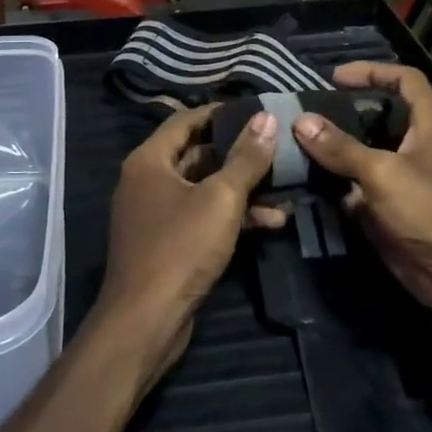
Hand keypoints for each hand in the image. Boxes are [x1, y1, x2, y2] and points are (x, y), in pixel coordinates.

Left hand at [101, 106, 279, 384]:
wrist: (146, 321)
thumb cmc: (180, 248)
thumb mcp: (221, 199)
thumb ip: (246, 158)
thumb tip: (267, 117)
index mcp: (149, 160)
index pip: (185, 120)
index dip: (220, 113)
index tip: (257, 110)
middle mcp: (148, 180)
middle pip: (198, 154)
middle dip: (240, 153)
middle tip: (279, 146)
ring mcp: (157, 214)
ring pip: (205, 188)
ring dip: (243, 189)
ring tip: (286, 188)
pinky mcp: (169, 243)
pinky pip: (204, 217)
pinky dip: (233, 216)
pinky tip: (273, 221)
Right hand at [288, 63, 431, 312]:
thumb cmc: (431, 212)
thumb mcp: (382, 173)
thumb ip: (340, 147)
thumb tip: (300, 121)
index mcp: (431, 123)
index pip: (405, 80)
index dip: (372, 71)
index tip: (334, 77)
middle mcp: (419, 145)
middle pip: (380, 116)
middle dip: (345, 111)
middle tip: (307, 111)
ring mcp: (405, 178)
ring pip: (365, 152)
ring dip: (335, 149)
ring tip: (297, 141)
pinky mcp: (392, 208)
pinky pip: (359, 186)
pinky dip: (336, 182)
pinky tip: (306, 180)